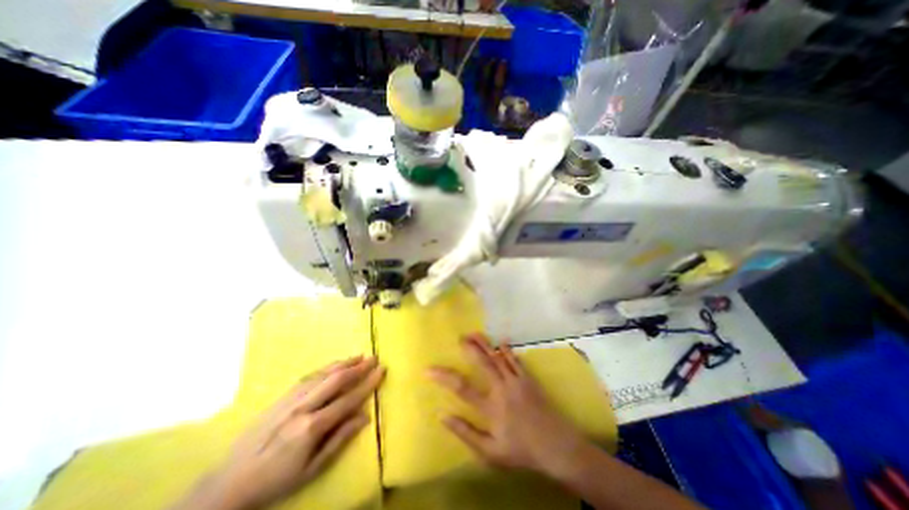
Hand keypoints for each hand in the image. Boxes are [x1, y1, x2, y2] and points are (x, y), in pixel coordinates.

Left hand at [174, 357, 382, 509]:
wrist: (229, 482)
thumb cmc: (276, 480)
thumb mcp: (312, 469)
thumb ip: (340, 439)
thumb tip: (365, 416)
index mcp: (312, 426)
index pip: (348, 398)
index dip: (368, 383)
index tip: (381, 370)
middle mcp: (303, 407)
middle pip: (336, 380)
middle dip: (358, 367)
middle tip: (374, 358)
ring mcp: (291, 399)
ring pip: (323, 374)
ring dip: (344, 363)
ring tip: (359, 356)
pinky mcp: (281, 397)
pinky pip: (309, 376)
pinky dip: (326, 367)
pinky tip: (334, 365)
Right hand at [429, 336, 590, 476]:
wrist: (557, 447)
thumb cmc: (522, 451)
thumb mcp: (490, 453)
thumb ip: (466, 433)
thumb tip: (443, 416)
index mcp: (491, 407)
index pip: (461, 388)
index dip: (443, 377)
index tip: (428, 369)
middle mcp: (502, 389)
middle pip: (482, 364)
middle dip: (470, 349)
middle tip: (459, 337)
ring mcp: (516, 381)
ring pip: (498, 357)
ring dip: (485, 344)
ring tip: (474, 333)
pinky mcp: (528, 379)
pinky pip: (516, 360)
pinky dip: (507, 350)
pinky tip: (502, 341)